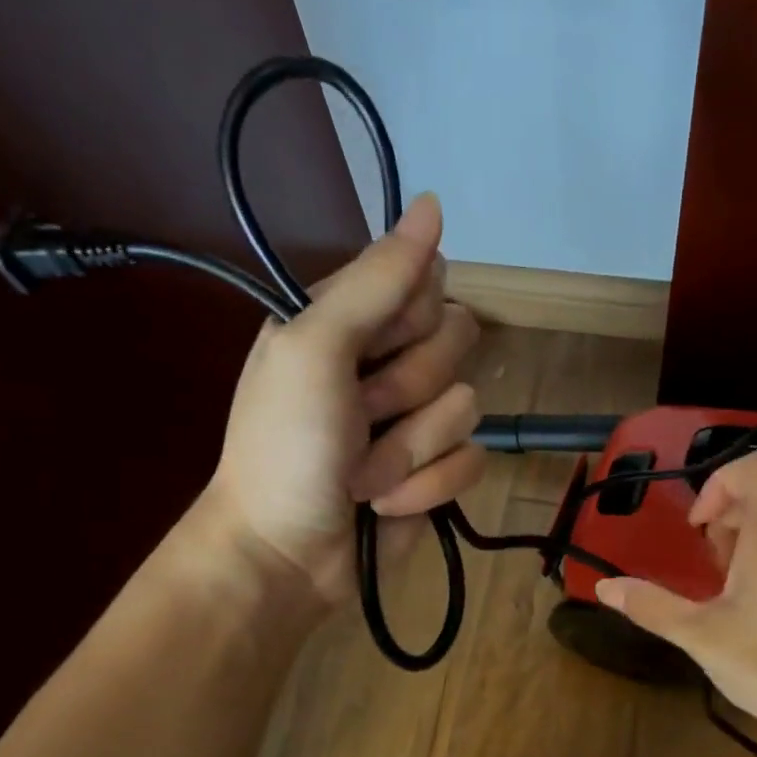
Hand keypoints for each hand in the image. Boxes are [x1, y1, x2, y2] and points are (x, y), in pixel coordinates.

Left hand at [200, 193, 483, 604]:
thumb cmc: (286, 447)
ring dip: (409, 449)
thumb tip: (431, 202)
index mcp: (351, 322)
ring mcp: (415, 421)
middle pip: (457, 342)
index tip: (370, 349)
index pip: (426, 284)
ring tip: (362, 475)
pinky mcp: (437, 472)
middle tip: (360, 415)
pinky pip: (471, 462)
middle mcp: (386, 363)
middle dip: (408, 389)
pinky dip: (425, 488)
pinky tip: (385, 505)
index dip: (408, 320)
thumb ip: (376, 280)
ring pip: (467, 406)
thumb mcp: (316, 347)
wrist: (286, 555)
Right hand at [594, 450, 756, 746]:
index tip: (699, 528)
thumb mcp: (701, 636)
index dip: (718, 482)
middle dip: (722, 521)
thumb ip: (651, 606)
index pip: (756, 465)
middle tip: (706, 568)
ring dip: (740, 545)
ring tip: (722, 592)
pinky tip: (749, 612)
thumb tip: (605, 586)